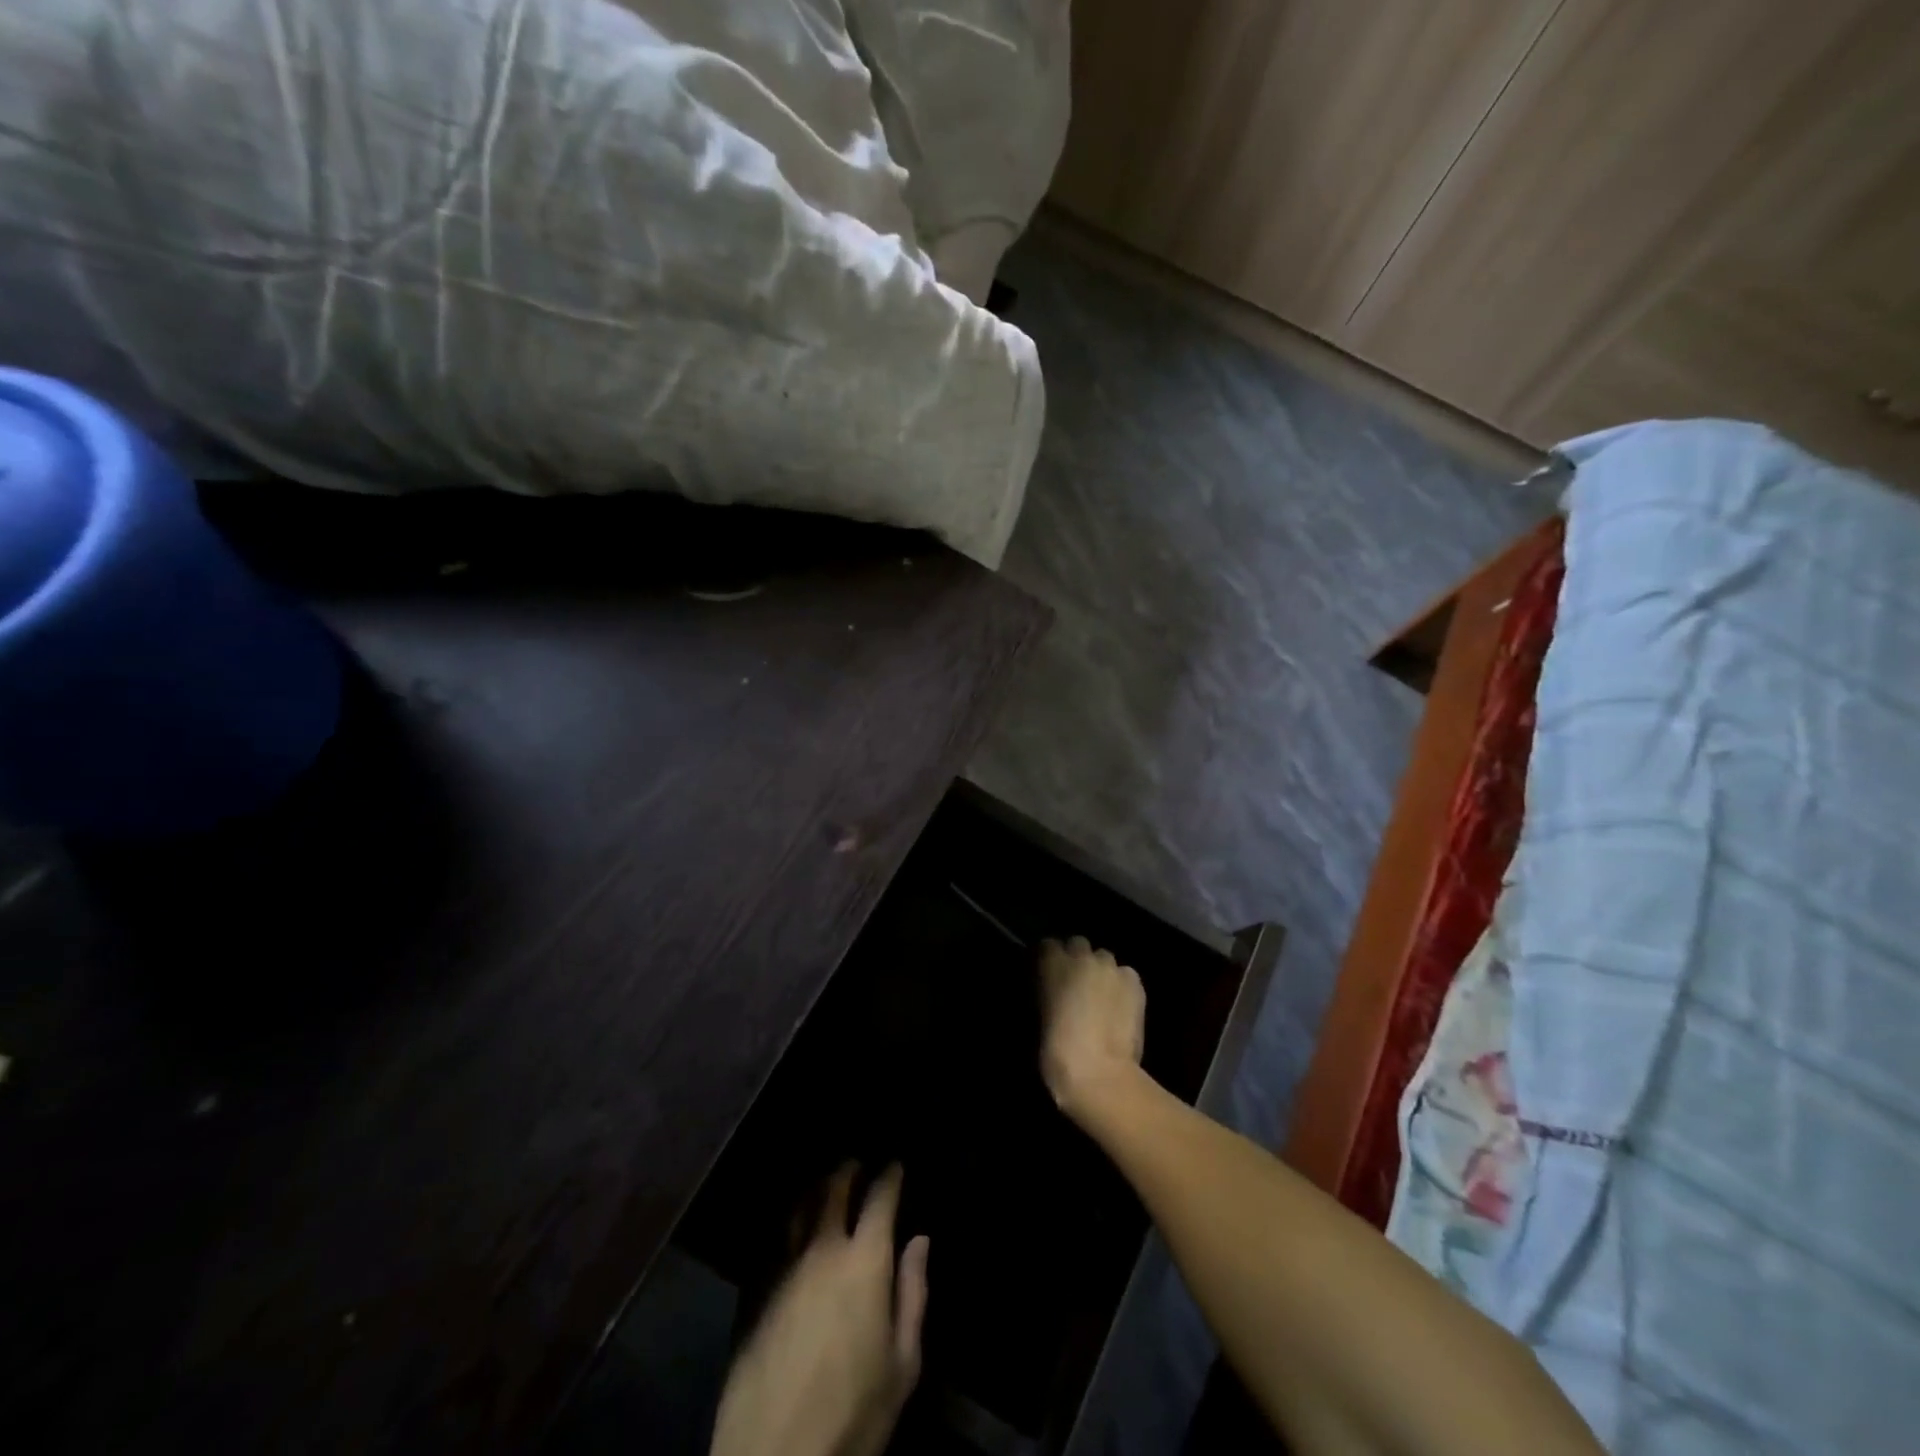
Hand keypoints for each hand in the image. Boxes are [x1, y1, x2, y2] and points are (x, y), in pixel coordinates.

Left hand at [711, 1165, 928, 1455]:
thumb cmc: (853, 1414)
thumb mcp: (903, 1364)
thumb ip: (913, 1293)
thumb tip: (919, 1240)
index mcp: (864, 1262)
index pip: (879, 1198)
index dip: (890, 1175)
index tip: (895, 1164)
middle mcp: (822, 1249)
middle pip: (834, 1189)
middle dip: (849, 1170)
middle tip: (858, 1163)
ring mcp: (783, 1267)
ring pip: (799, 1207)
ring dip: (816, 1189)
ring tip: (825, 1186)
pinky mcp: (755, 1289)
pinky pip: (775, 1240)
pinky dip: (790, 1223)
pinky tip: (794, 1229)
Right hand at [1038, 936, 1146, 1121]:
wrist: (1099, 1074)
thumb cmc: (1056, 1052)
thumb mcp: (1038, 1017)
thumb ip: (1045, 993)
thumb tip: (1053, 991)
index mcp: (1052, 963)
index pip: (1047, 945)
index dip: (1049, 960)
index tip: (1048, 976)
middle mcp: (1082, 957)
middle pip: (1078, 944)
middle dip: (1077, 960)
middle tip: (1075, 986)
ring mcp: (1112, 968)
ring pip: (1104, 959)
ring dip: (1100, 972)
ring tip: (1101, 996)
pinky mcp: (1135, 984)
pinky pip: (1125, 975)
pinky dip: (1121, 985)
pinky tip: (1119, 1006)